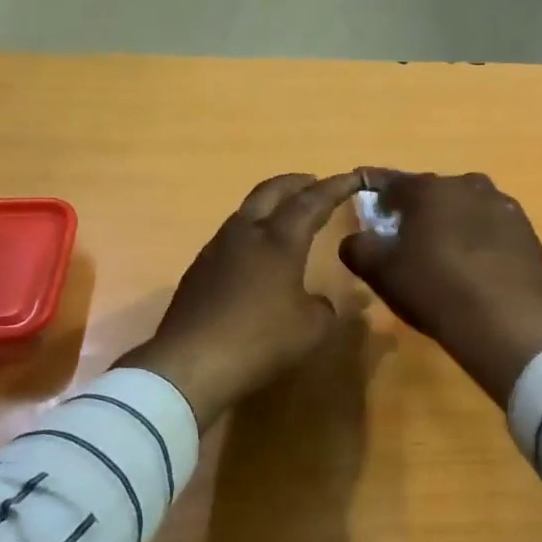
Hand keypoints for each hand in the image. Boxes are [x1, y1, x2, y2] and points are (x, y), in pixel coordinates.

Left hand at [121, 171, 365, 427]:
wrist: (189, 364)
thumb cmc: (259, 341)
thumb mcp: (311, 330)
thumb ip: (323, 308)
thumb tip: (318, 302)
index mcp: (279, 241)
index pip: (312, 202)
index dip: (335, 187)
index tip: (352, 177)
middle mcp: (246, 234)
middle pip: (271, 191)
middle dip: (296, 182)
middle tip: (314, 181)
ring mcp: (216, 249)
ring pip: (246, 211)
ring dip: (269, 204)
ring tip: (285, 214)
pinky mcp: (198, 270)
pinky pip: (231, 236)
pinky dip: (251, 231)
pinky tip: (255, 253)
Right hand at [340, 171, 541, 404]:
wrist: (503, 322)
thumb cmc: (433, 289)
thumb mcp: (380, 271)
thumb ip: (358, 247)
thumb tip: (356, 239)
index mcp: (429, 190)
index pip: (393, 182)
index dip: (376, 192)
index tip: (369, 204)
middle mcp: (467, 186)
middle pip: (434, 192)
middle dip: (418, 208)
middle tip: (407, 236)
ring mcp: (502, 206)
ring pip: (467, 205)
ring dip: (453, 219)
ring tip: (446, 250)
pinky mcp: (526, 231)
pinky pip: (493, 226)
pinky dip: (481, 237)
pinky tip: (477, 265)